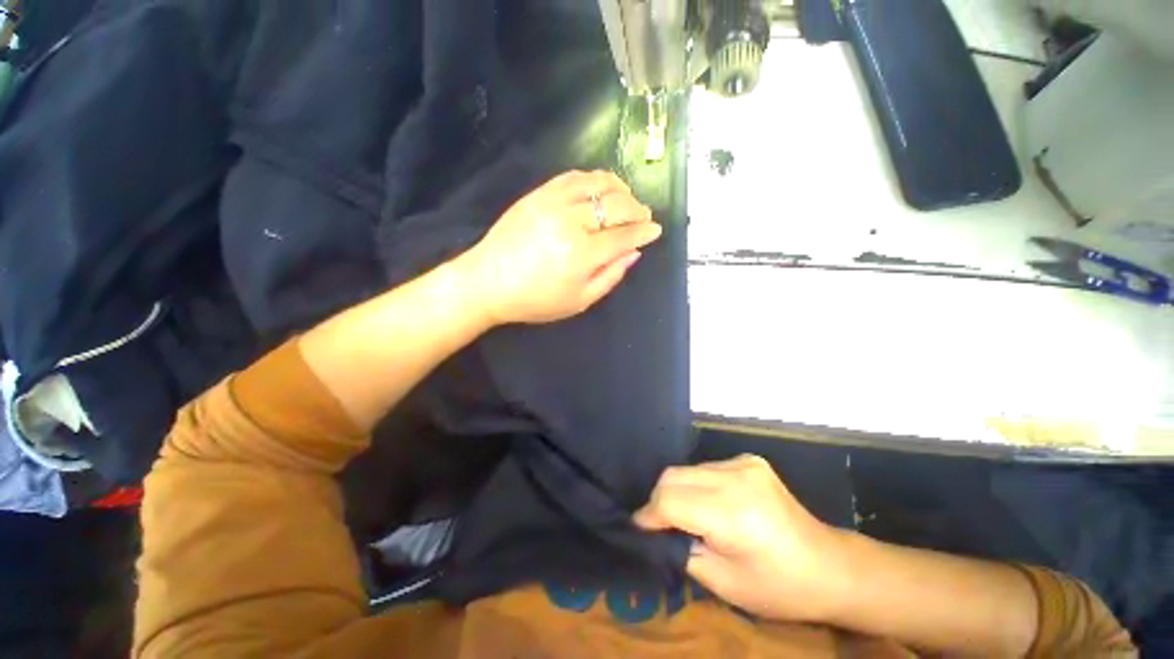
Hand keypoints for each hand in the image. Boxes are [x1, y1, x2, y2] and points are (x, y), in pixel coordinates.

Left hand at [457, 170, 662, 324]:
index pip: (624, 235)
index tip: (656, 230)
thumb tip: (634, 252)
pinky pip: (573, 176)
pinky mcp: (538, 193)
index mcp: (582, 254)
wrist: (488, 282)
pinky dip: (594, 179)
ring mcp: (552, 203)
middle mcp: (570, 222)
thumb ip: (611, 276)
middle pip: (616, 205)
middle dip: (637, 209)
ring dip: (620, 189)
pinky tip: (600, 188)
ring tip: (627, 199)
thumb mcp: (579, 301)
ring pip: (597, 183)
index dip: (644, 231)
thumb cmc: (535, 300)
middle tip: (644, 216)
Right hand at [634, 455, 850, 622]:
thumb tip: (656, 532)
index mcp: (734, 513)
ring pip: (687, 469)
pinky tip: (709, 505)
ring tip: (684, 517)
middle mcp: (737, 478)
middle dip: (658, 501)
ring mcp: (744, 463)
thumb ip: (682, 550)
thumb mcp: (724, 584)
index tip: (638, 530)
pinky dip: (697, 485)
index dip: (649, 515)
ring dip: (677, 492)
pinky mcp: (748, 459)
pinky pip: (706, 468)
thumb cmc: (780, 588)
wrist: (831, 566)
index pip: (671, 500)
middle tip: (658, 526)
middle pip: (673, 476)